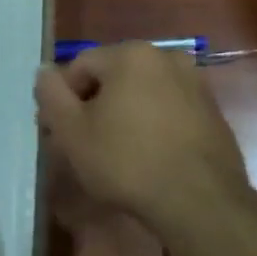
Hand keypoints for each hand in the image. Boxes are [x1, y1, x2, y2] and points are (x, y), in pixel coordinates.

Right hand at [34, 42, 247, 227]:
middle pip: (113, 77)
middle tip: (82, 145)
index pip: (80, 66)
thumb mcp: (73, 132)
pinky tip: (146, 158)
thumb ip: (52, 96)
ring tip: (113, 154)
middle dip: (93, 106)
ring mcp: (195, 83)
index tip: (57, 133)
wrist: (200, 201)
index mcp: (131, 54)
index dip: (62, 99)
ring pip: (142, 94)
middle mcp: (167, 57)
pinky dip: (151, 126)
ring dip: (122, 116)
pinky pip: (168, 110)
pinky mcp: (212, 111)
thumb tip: (44, 72)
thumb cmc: (127, 162)